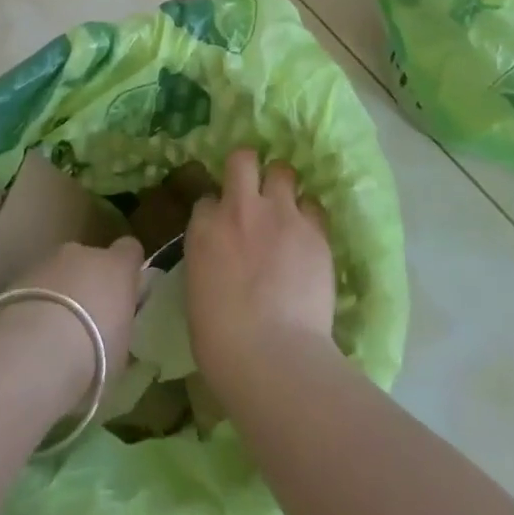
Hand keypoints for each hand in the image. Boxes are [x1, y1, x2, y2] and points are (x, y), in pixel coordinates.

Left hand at [0, 237, 144, 406]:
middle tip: (86, 320)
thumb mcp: (122, 347)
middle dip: (88, 282)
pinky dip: (35, 303)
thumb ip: (120, 325)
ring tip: (52, 333)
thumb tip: (116, 325)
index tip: (124, 293)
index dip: (127, 269)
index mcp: (117, 266)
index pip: (130, 250)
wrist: (35, 353)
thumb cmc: (94, 353)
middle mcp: (83, 254)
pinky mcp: (16, 277)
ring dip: (59, 293)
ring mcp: (46, 261)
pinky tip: (30, 335)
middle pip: (90, 260)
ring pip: (58, 272)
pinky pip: (34, 287)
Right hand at [185, 149, 334, 394]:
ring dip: (282, 187)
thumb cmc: (221, 339)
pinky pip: (314, 206)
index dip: (216, 210)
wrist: (272, 354)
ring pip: (283, 171)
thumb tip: (222, 259)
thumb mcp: (198, 289)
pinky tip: (309, 237)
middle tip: (255, 192)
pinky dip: (310, 217)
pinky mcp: (315, 231)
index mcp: (204, 227)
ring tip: (286, 209)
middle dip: (248, 169)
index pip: (207, 198)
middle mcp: (240, 209)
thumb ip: (209, 259)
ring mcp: (281, 215)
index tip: (223, 226)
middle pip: (243, 160)